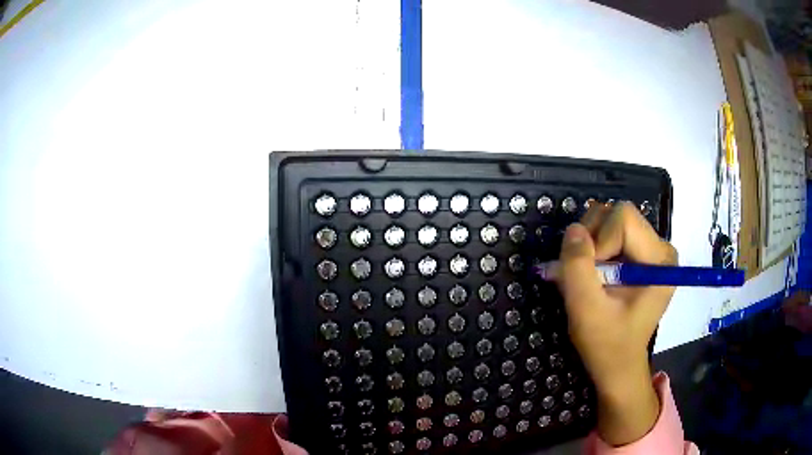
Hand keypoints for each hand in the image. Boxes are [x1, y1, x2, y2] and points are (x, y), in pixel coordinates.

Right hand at [556, 201, 676, 445]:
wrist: (618, 365)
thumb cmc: (607, 344)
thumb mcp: (586, 310)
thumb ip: (577, 267)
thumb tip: (573, 229)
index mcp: (659, 258)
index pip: (623, 218)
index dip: (598, 242)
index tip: (590, 278)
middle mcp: (659, 247)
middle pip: (616, 215)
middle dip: (592, 241)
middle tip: (585, 276)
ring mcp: (650, 249)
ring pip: (609, 220)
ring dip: (589, 245)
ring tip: (588, 277)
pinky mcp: (638, 255)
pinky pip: (609, 233)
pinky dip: (593, 250)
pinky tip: (593, 275)